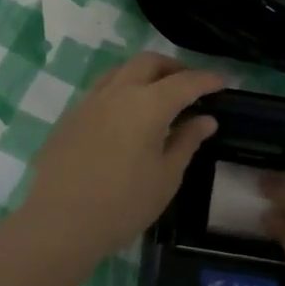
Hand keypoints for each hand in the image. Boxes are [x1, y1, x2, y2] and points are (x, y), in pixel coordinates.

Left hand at [19, 53, 223, 266]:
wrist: (61, 223)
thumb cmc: (123, 204)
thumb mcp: (166, 176)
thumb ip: (187, 141)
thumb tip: (205, 120)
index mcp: (148, 104)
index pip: (185, 82)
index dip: (207, 79)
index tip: (223, 82)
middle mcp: (118, 92)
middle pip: (149, 62)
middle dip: (174, 67)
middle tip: (190, 84)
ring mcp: (90, 101)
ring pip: (121, 70)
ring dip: (144, 74)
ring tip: (157, 94)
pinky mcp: (70, 116)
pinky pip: (101, 90)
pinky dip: (121, 90)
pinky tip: (125, 115)